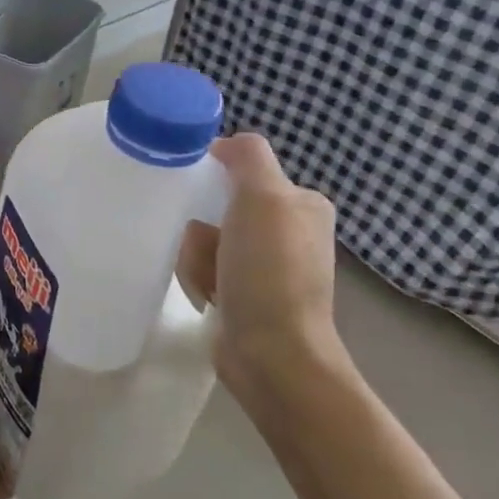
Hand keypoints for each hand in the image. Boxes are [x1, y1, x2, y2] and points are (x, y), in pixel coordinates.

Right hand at [177, 134, 340, 416]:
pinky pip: (206, 269)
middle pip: (218, 207)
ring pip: (206, 239)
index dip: (213, 180)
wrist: (273, 354)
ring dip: (196, 256)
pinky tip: (208, 297)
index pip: (243, 171)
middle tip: (205, 248)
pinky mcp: (247, 295)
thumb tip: (225, 144)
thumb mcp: (264, 197)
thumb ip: (248, 157)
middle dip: (201, 228)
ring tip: (207, 281)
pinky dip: (199, 279)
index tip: (196, 198)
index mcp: (302, 204)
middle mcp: (289, 231)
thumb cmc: (269, 272)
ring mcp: (268, 266)